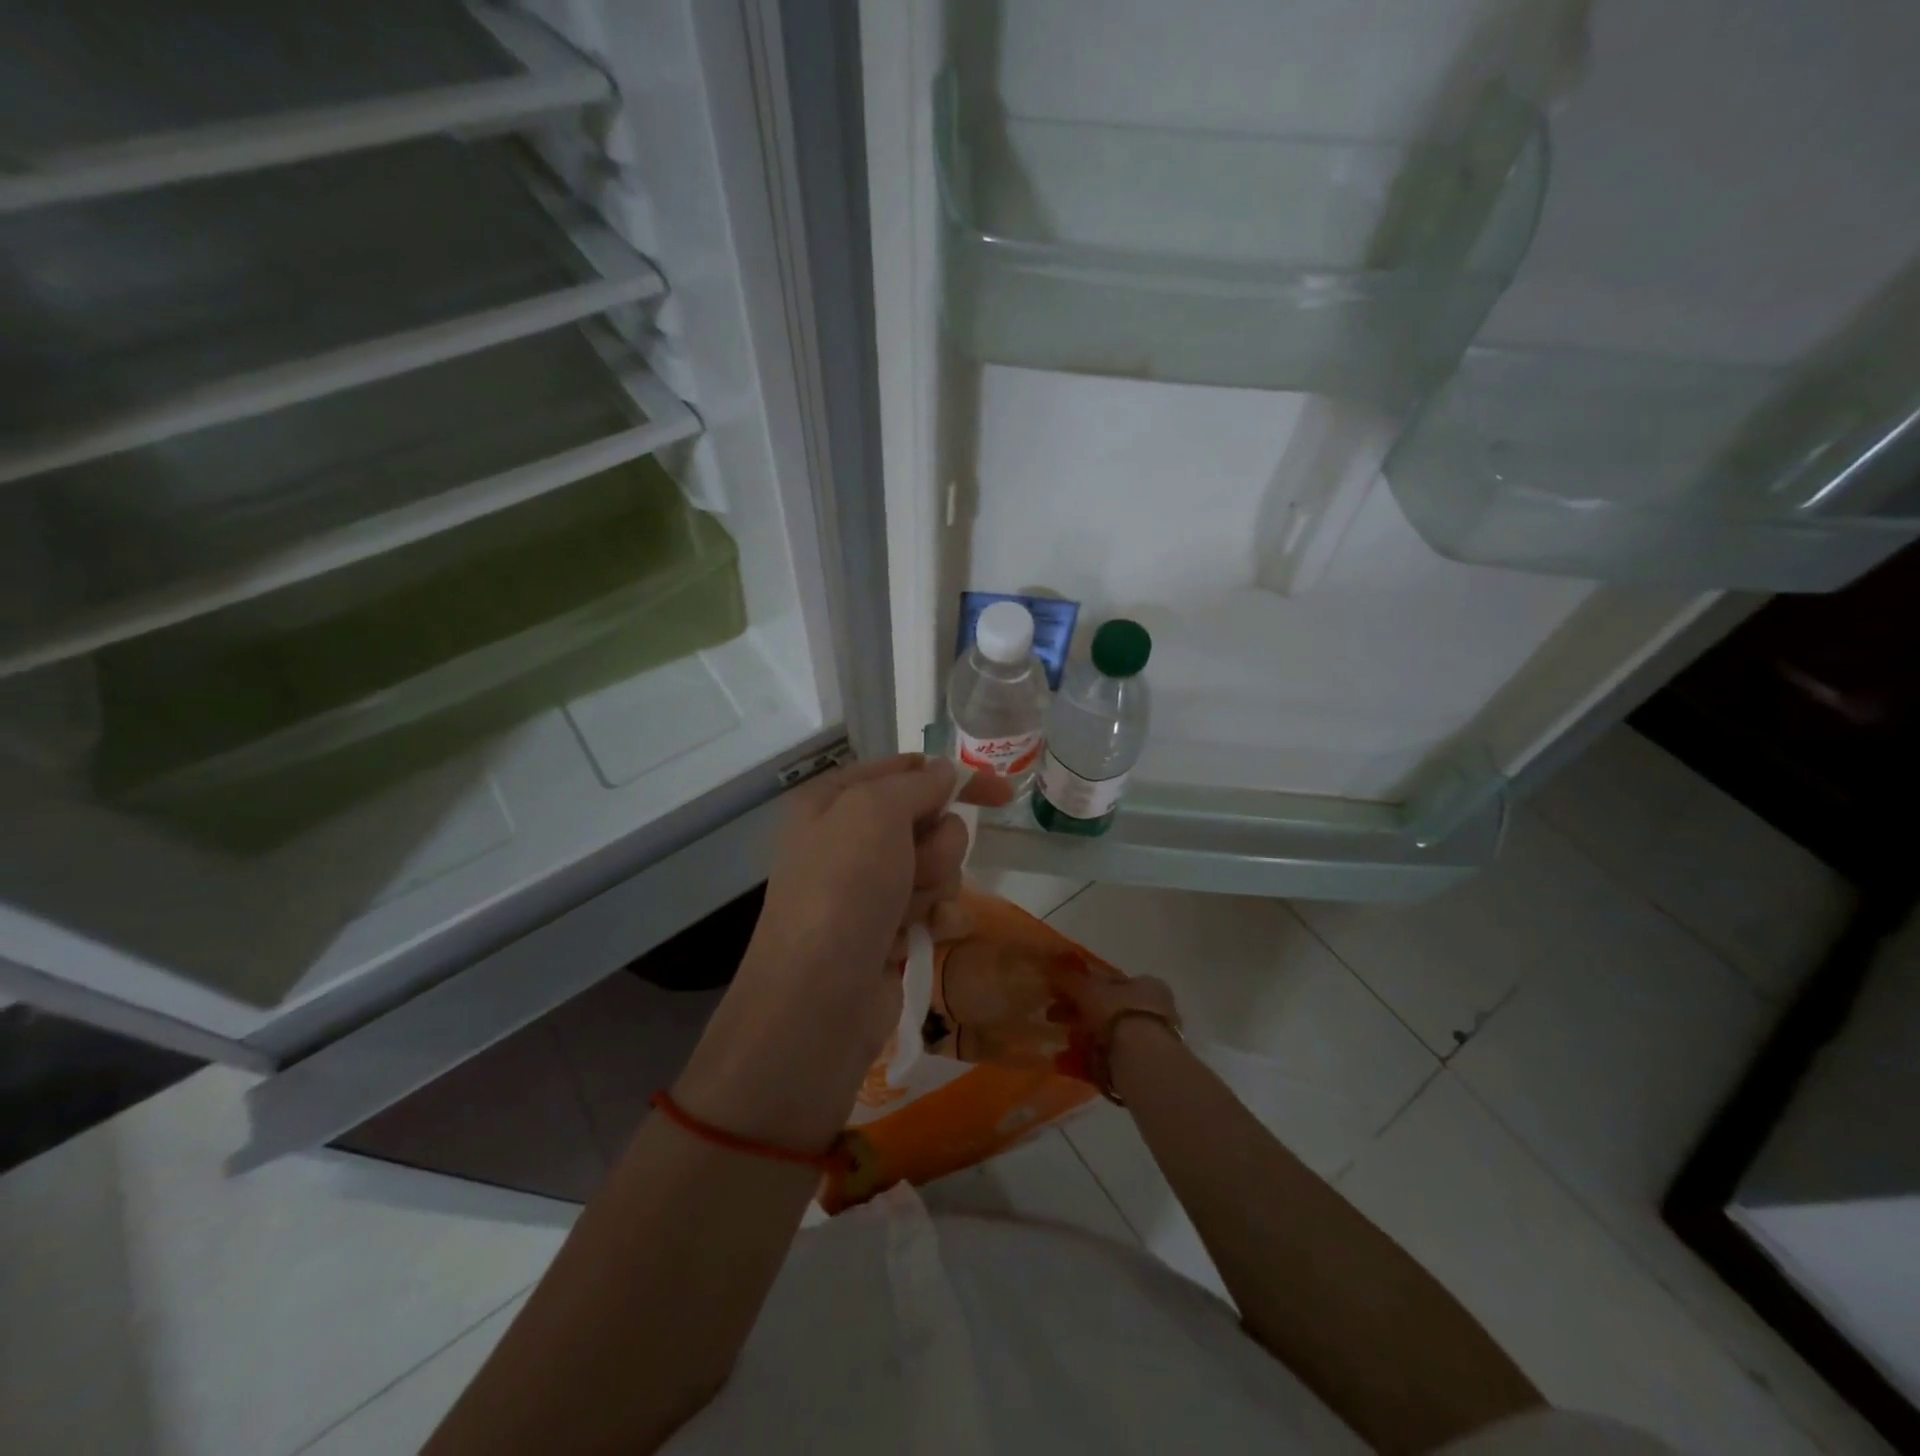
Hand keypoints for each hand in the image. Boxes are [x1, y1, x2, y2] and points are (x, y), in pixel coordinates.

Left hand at [674, 755, 1011, 1148]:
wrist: (819, 997)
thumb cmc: (842, 888)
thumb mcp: (875, 812)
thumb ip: (917, 784)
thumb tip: (946, 771)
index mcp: (834, 801)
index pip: (905, 770)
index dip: (953, 778)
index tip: (1000, 792)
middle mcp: (850, 839)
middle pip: (930, 821)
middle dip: (936, 845)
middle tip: (913, 868)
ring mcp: (871, 887)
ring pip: (940, 865)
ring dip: (934, 885)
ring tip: (905, 911)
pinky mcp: (890, 929)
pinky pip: (936, 906)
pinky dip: (938, 918)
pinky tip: (926, 934)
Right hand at [1045, 960, 1180, 1091]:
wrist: (1143, 1061)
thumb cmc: (1119, 1013)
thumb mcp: (1089, 989)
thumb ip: (1069, 978)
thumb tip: (1050, 965)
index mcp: (1148, 985)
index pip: (1112, 981)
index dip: (1085, 985)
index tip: (1062, 993)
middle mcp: (1154, 1011)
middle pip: (1108, 1010)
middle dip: (1079, 1014)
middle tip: (1053, 1016)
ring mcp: (1149, 1042)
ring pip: (1107, 1037)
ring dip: (1081, 1039)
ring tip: (1062, 1043)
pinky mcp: (1141, 1069)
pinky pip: (1107, 1061)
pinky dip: (1086, 1061)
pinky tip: (1065, 1063)